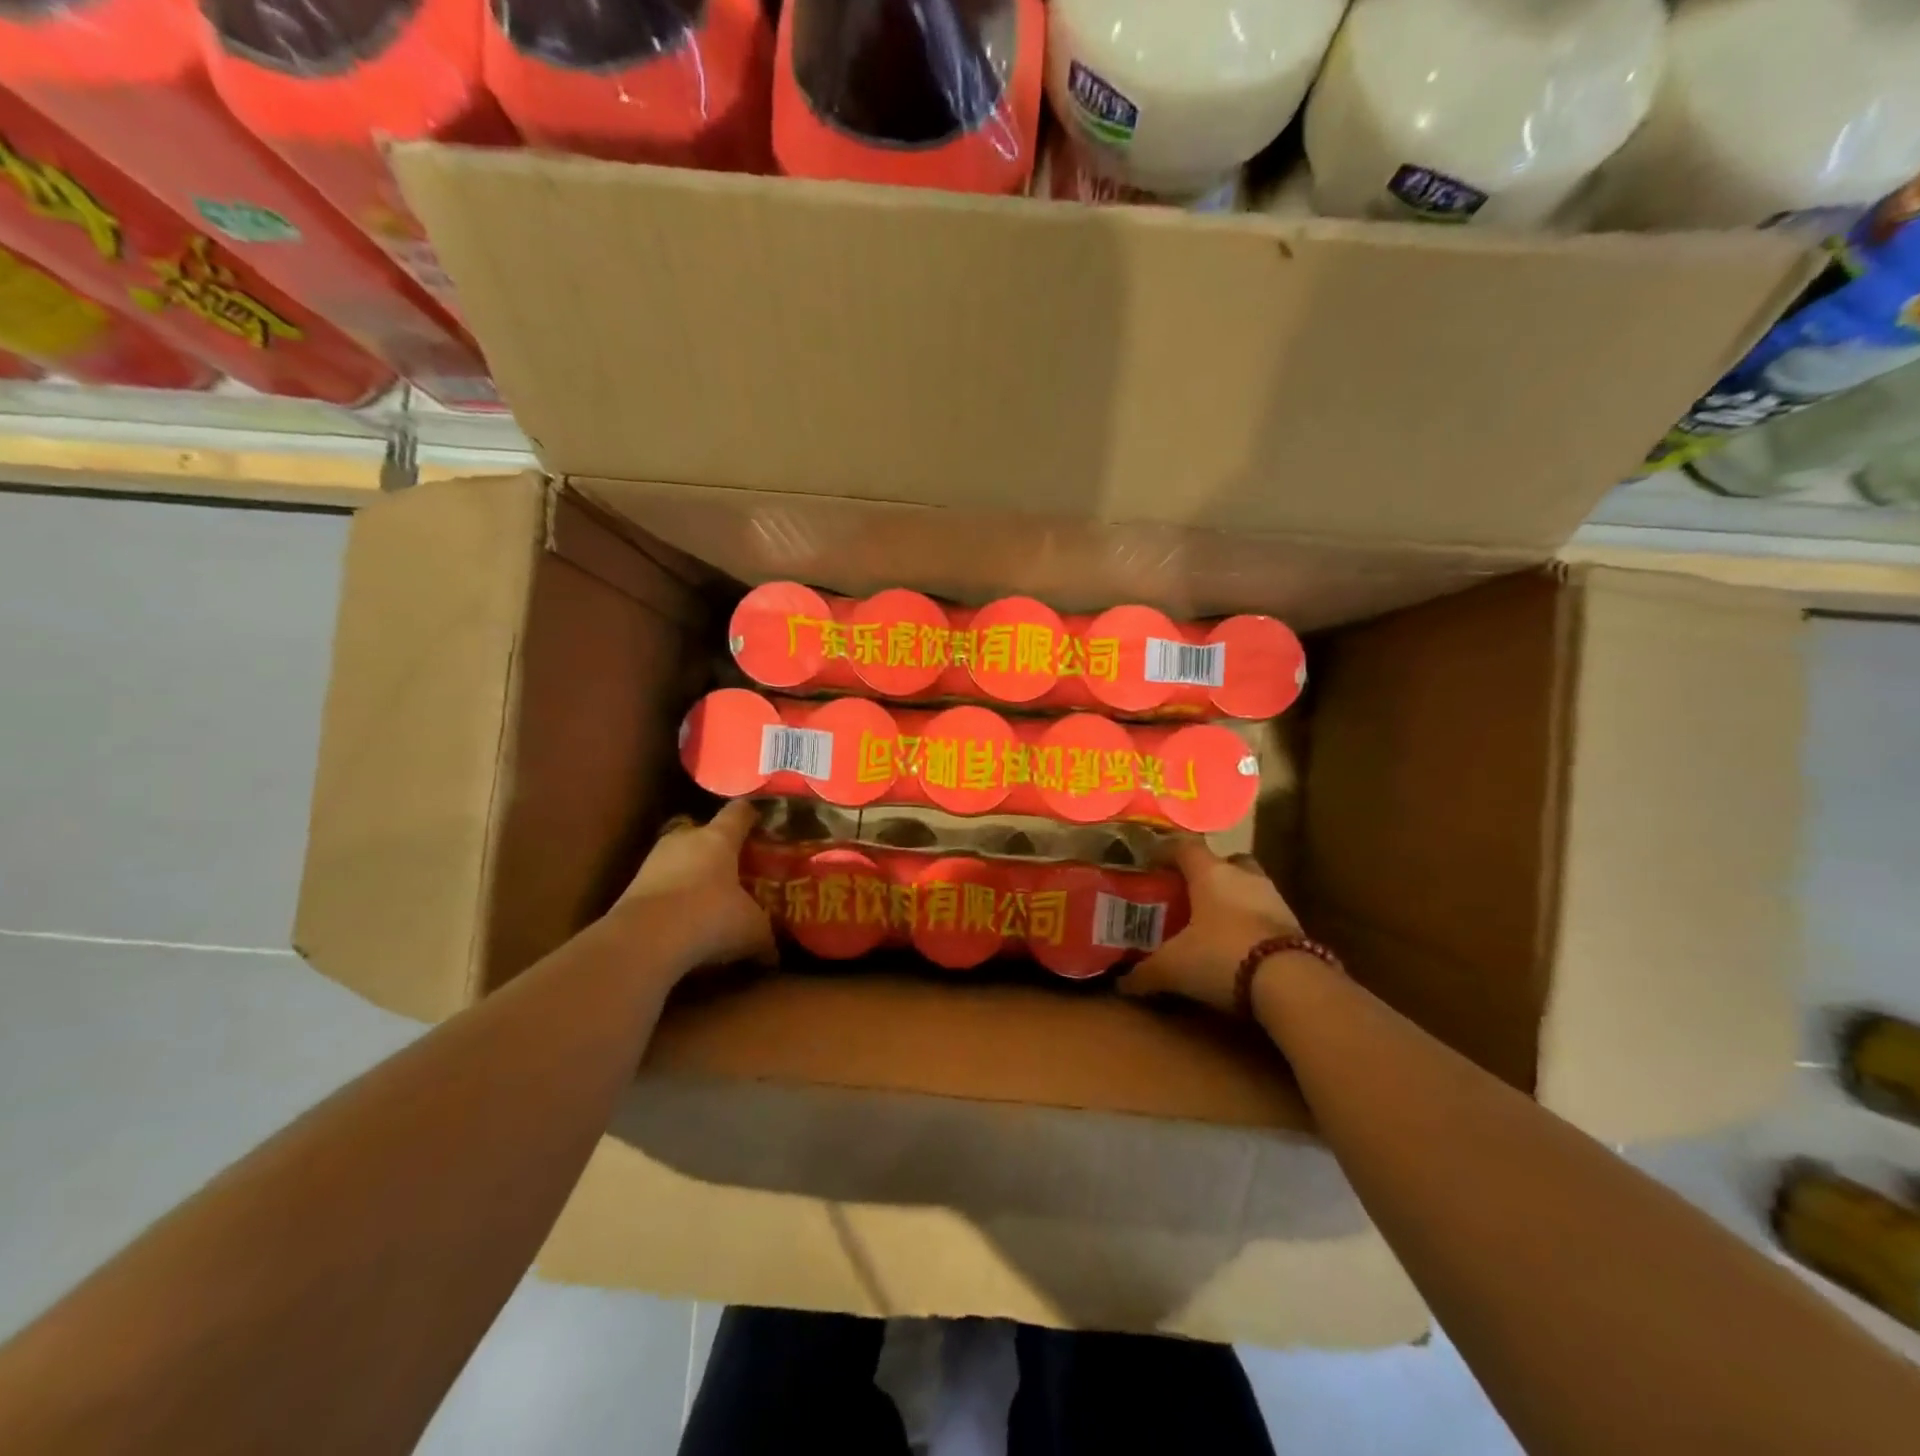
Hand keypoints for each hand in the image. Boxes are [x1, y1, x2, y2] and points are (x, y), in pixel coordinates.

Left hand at [613, 800, 775, 972]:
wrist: (645, 939)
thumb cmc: (711, 917)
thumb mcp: (752, 930)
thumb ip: (766, 936)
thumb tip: (775, 953)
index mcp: (719, 837)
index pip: (739, 812)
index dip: (751, 815)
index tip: (761, 822)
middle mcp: (685, 839)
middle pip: (703, 831)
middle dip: (718, 847)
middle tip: (735, 867)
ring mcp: (654, 860)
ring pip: (680, 857)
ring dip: (692, 872)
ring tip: (708, 895)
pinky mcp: (633, 886)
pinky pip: (662, 883)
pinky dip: (673, 895)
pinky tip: (684, 917)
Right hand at [1119, 838, 1303, 1015]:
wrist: (1290, 983)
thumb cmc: (1221, 956)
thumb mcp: (1173, 968)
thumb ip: (1145, 973)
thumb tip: (1122, 983)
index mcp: (1210, 873)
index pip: (1185, 846)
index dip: (1167, 852)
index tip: (1152, 863)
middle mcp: (1244, 876)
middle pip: (1225, 861)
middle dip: (1208, 874)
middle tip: (1188, 894)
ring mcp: (1274, 898)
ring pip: (1248, 886)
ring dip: (1232, 900)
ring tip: (1212, 923)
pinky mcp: (1295, 925)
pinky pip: (1265, 914)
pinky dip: (1250, 923)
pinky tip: (1237, 946)